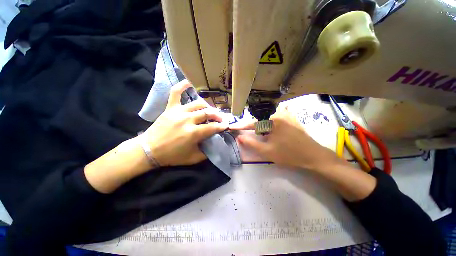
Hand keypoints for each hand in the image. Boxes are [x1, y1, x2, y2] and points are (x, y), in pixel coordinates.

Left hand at [142, 80, 227, 165]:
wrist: (149, 150)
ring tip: (210, 110)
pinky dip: (182, 86)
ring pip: (198, 104)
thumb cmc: (172, 156)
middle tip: (221, 118)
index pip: (213, 127)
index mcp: (193, 133)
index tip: (226, 125)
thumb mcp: (193, 158)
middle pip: (208, 113)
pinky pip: (176, 93)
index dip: (222, 126)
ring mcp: (178, 112)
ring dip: (207, 106)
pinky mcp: (170, 108)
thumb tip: (215, 144)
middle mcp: (187, 119)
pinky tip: (189, 82)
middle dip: (217, 116)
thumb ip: (206, 152)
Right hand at [230, 106, 344, 170]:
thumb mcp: (267, 151)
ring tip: (264, 135)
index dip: (241, 126)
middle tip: (253, 136)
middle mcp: (279, 113)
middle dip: (254, 128)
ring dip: (262, 126)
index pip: (252, 123)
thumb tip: (239, 137)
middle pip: (260, 119)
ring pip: (267, 118)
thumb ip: (251, 143)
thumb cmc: (289, 155)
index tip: (232, 127)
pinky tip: (272, 129)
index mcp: (272, 120)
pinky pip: (276, 117)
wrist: (313, 156)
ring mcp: (286, 114)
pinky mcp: (291, 117)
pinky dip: (270, 123)